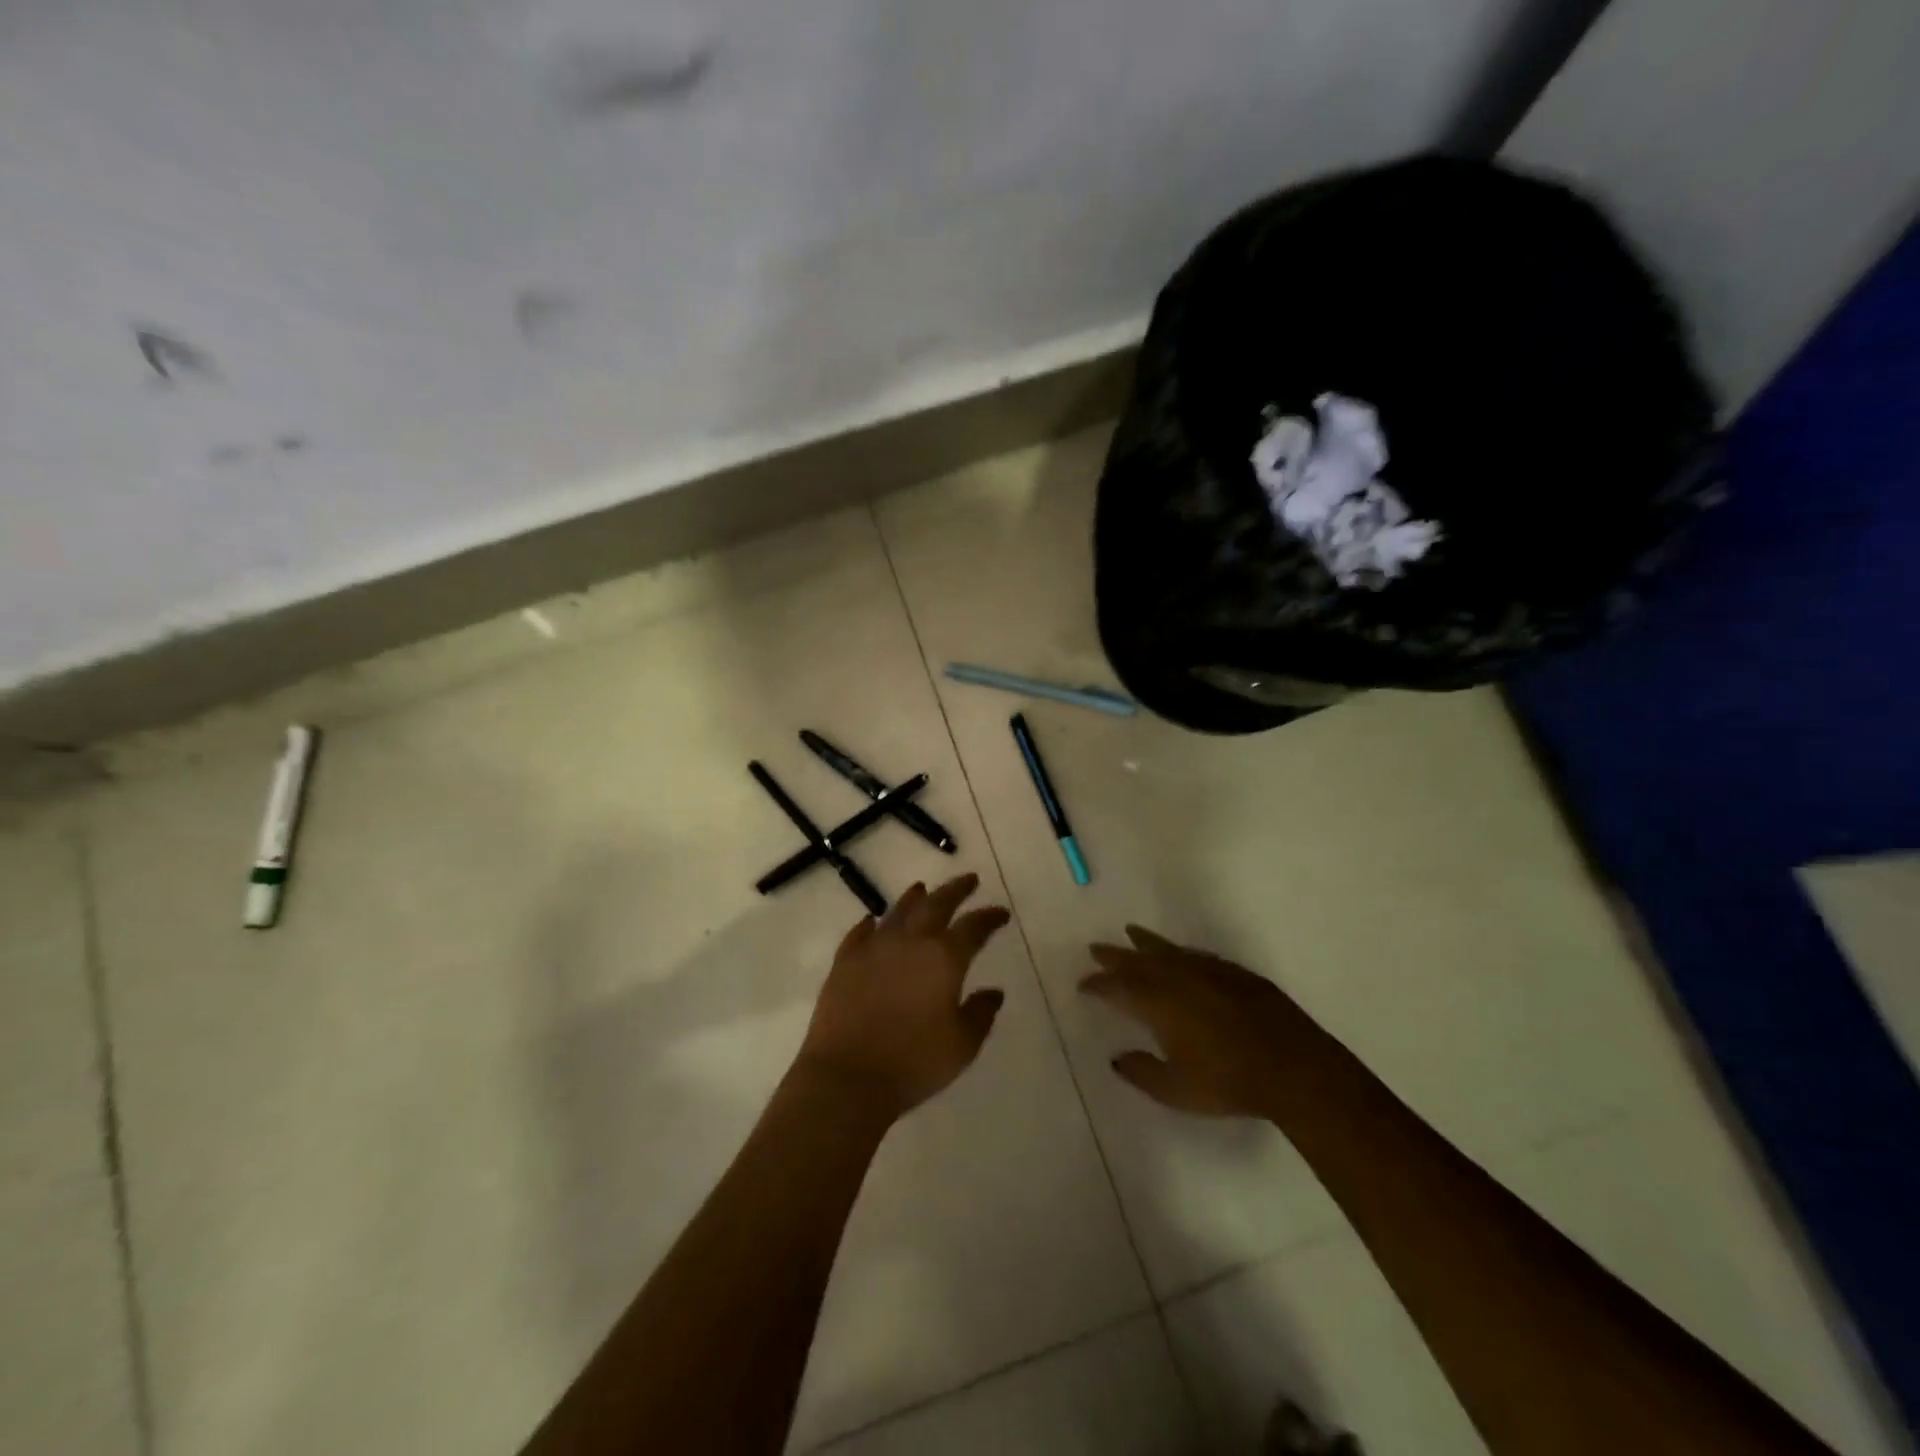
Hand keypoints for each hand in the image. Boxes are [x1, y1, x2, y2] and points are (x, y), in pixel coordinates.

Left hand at [794, 874, 1011, 1120]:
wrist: (847, 1076)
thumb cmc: (913, 1062)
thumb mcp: (961, 1046)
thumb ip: (980, 1014)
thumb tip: (993, 992)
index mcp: (943, 958)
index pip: (973, 928)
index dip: (989, 918)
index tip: (1000, 913)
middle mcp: (910, 942)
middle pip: (936, 905)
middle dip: (955, 890)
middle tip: (969, 879)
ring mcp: (874, 948)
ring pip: (897, 912)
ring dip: (914, 898)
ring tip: (923, 888)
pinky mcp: (844, 962)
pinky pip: (859, 933)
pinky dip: (870, 924)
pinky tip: (872, 921)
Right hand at [1080, 925, 1322, 1118]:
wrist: (1293, 1066)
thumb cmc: (1228, 1081)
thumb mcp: (1176, 1089)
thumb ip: (1142, 1072)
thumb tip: (1117, 1058)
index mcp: (1157, 1003)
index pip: (1118, 987)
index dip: (1098, 984)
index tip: (1083, 984)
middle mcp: (1177, 978)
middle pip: (1138, 960)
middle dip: (1114, 956)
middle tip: (1096, 949)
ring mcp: (1208, 971)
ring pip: (1168, 950)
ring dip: (1145, 943)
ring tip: (1131, 933)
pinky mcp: (1234, 973)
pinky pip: (1195, 954)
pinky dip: (1179, 952)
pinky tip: (1179, 954)